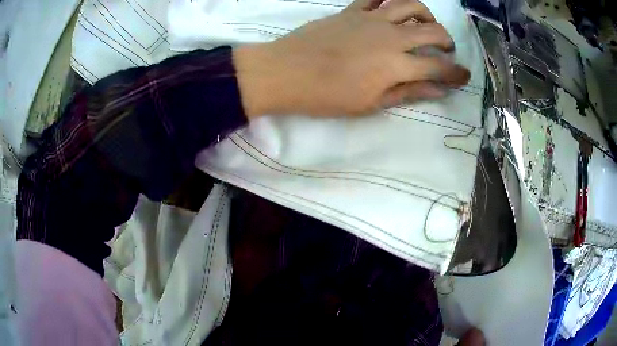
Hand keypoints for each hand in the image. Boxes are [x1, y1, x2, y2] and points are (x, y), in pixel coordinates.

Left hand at [234, 0, 470, 118]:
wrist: (286, 72)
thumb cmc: (327, 95)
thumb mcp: (371, 104)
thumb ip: (408, 93)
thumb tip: (438, 89)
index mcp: (397, 64)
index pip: (439, 67)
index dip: (456, 73)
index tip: (464, 77)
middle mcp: (391, 36)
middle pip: (433, 31)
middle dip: (447, 41)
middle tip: (446, 51)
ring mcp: (371, 18)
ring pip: (410, 5)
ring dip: (426, 15)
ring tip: (426, 25)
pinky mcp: (352, 10)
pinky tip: (392, 8)